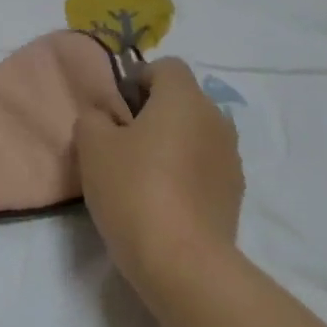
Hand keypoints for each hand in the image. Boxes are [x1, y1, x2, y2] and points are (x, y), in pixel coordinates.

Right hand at [74, 58, 244, 283]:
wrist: (181, 260)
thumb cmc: (132, 189)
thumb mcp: (92, 146)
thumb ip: (94, 117)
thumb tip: (105, 116)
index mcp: (184, 99)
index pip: (166, 67)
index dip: (138, 78)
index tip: (116, 107)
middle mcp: (216, 119)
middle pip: (183, 100)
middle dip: (153, 112)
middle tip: (121, 142)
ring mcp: (231, 157)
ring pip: (195, 134)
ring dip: (171, 143)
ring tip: (141, 174)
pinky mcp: (234, 192)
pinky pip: (204, 166)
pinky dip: (185, 172)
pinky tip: (162, 200)